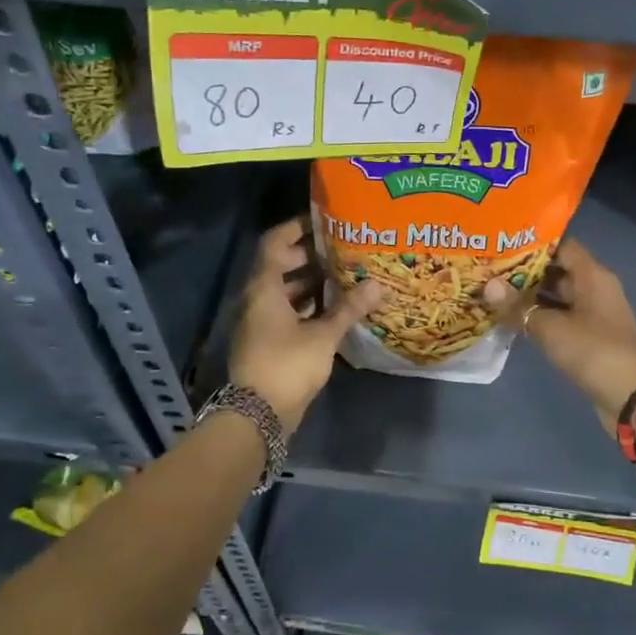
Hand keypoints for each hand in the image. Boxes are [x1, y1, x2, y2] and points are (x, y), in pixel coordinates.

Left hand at [228, 218, 382, 435]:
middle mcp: (257, 298)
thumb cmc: (287, 365)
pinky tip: (335, 307)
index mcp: (264, 288)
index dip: (296, 227)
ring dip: (310, 281)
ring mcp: (260, 321)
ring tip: (344, 273)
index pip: (275, 242)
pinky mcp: (267, 341)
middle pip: (280, 264)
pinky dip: (307, 304)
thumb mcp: (323, 335)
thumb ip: (349, 309)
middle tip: (342, 247)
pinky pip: (287, 311)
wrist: (257, 415)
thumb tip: (378, 284)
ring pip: (284, 290)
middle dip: (310, 254)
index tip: (323, 219)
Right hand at [483, 238, 635, 431]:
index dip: (533, 242)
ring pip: (557, 295)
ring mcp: (593, 313)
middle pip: (557, 269)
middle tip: (490, 266)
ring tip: (494, 290)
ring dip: (530, 295)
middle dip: (525, 269)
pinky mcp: (589, 336)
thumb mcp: (551, 328)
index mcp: (593, 275)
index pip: (562, 245)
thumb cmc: (594, 351)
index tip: (503, 241)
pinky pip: (560, 316)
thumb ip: (519, 306)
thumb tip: (488, 285)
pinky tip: (512, 318)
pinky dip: (539, 315)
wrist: (632, 397)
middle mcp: (595, 288)